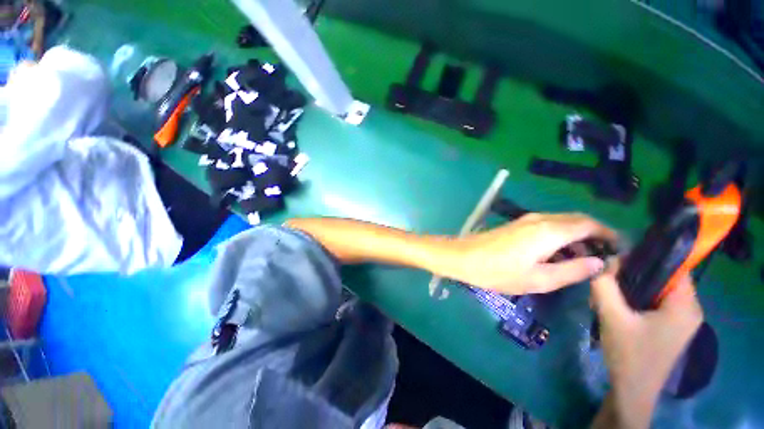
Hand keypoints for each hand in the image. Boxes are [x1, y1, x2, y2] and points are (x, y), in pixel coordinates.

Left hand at [443, 213, 616, 294]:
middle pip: (577, 221)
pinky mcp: (516, 225)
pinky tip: (558, 255)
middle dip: (595, 236)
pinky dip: (560, 237)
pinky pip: (547, 227)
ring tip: (584, 261)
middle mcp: (540, 219)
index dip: (608, 234)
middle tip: (604, 258)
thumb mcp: (538, 279)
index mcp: (549, 231)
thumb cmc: (497, 271)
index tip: (620, 250)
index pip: (589, 224)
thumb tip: (599, 263)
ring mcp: (526, 220)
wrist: (463, 257)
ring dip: (577, 237)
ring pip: (561, 223)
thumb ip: (572, 270)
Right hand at [591, 263, 702, 428]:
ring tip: (608, 295)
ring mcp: (682, 319)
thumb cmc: (628, 354)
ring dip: (632, 287)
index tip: (617, 258)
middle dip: (634, 274)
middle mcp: (690, 308)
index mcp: (685, 305)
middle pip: (663, 277)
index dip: (646, 257)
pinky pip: (655, 301)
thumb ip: (605, 284)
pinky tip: (617, 307)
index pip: (673, 266)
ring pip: (657, 289)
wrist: (632, 391)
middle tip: (607, 280)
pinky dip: (636, 298)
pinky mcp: (672, 326)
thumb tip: (603, 259)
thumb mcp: (611, 316)